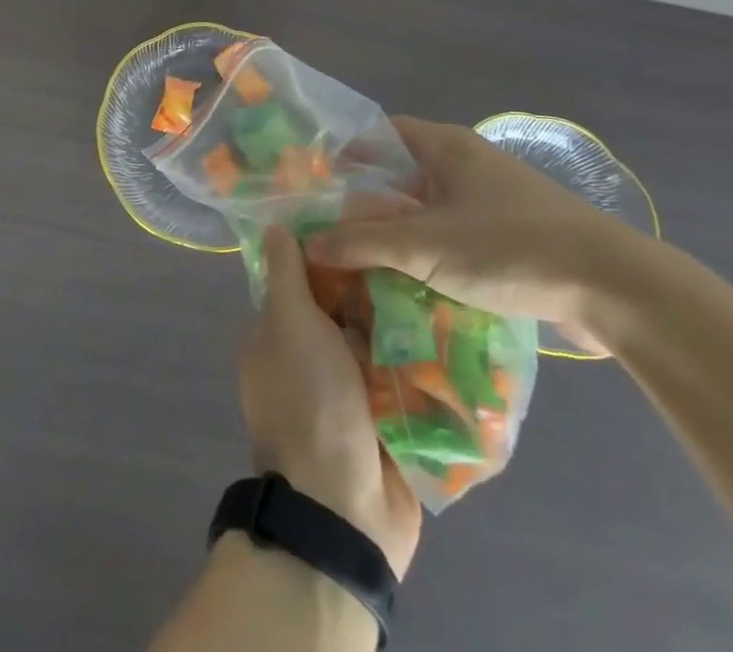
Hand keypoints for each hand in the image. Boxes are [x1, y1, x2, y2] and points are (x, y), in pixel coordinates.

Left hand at [239, 227, 421, 577]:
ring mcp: (352, 393)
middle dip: (378, 286)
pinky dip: (425, 360)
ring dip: (407, 321)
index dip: (334, 251)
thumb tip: (273, 225)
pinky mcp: (389, 419)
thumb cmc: (310, 402)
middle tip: (418, 249)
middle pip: (349, 307)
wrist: (343, 511)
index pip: (306, 278)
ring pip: (382, 341)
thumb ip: (287, 276)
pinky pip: (407, 378)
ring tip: (445, 278)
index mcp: (280, 337)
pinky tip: (459, 327)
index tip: (369, 220)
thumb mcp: (289, 325)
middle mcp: (313, 360)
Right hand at [307, 118, 646, 355]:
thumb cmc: (507, 247)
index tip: (318, 188)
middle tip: (333, 235)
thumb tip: (309, 243)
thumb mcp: (424, 246)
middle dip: (369, 204)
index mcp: (445, 146)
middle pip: (403, 174)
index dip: (348, 155)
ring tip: (365, 267)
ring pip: (430, 209)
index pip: (381, 134)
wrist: (612, 286)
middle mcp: (468, 162)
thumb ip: (361, 242)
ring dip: (401, 235)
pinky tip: (415, 288)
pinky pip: (458, 235)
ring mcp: (494, 198)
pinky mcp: (514, 234)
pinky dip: (433, 254)